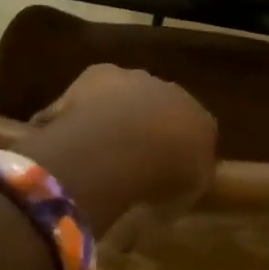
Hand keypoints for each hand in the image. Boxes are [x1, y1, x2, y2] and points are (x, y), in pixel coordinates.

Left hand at [25, 65, 217, 234]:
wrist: (126, 146)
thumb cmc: (165, 177)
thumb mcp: (185, 196)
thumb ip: (184, 186)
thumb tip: (175, 190)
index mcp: (203, 122)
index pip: (196, 132)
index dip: (177, 151)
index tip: (164, 171)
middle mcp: (175, 93)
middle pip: (160, 108)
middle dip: (146, 127)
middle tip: (127, 158)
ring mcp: (136, 79)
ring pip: (125, 97)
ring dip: (114, 116)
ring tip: (94, 148)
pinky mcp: (100, 73)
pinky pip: (89, 95)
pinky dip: (79, 111)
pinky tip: (66, 135)